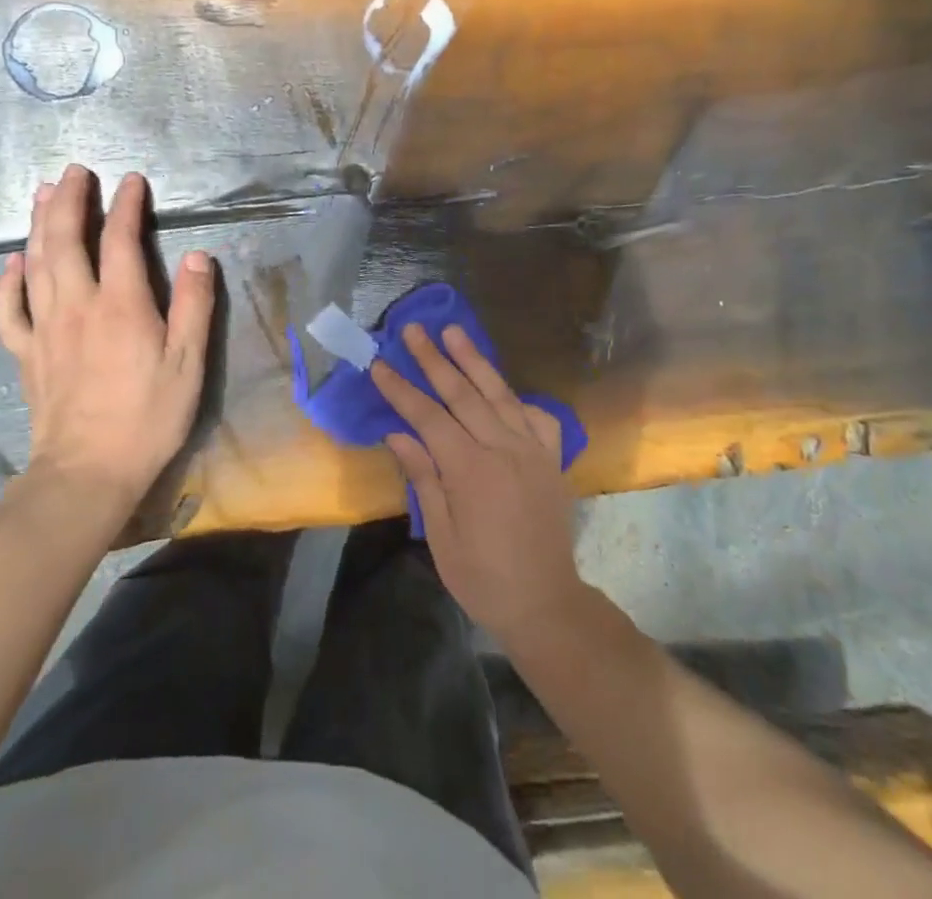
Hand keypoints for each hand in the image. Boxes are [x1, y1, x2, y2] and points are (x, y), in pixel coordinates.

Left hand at [0, 166, 215, 508]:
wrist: (88, 473)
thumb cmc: (148, 417)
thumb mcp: (188, 363)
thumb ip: (194, 306)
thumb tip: (198, 257)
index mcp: (121, 305)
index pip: (120, 240)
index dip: (126, 206)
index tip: (132, 181)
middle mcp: (77, 305)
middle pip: (65, 240)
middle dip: (69, 200)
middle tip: (74, 171)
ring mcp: (45, 329)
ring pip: (34, 264)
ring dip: (37, 224)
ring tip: (41, 194)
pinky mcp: (26, 354)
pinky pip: (9, 309)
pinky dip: (7, 281)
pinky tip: (11, 263)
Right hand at [374, 324, 585, 646]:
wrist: (546, 602)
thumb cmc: (483, 577)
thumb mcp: (441, 536)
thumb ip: (423, 478)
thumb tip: (398, 433)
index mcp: (470, 471)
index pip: (428, 418)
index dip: (402, 390)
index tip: (380, 364)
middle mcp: (503, 449)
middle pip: (463, 394)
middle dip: (434, 359)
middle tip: (414, 329)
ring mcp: (532, 449)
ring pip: (499, 394)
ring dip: (474, 360)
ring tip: (454, 331)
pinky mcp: (551, 458)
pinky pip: (536, 416)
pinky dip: (517, 397)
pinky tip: (503, 386)